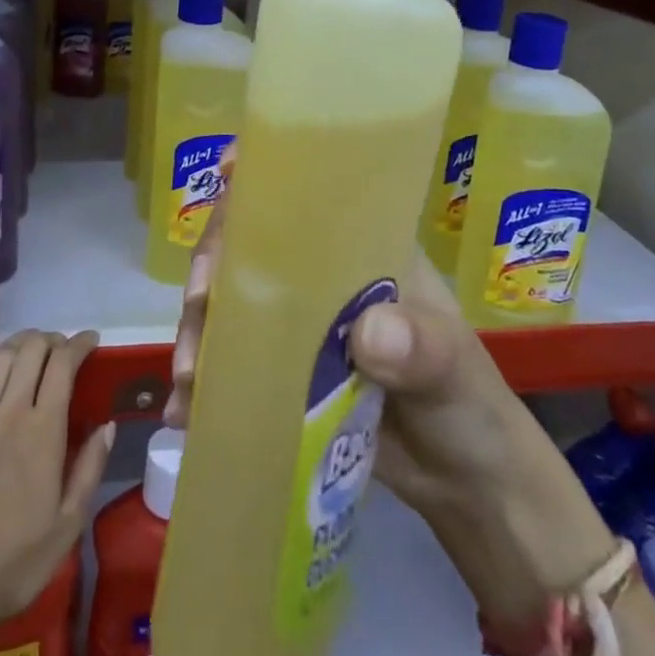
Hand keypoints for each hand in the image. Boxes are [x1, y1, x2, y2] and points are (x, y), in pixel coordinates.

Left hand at [0, 326, 114, 632]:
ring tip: (33, 344)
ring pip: (0, 357)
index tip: (91, 341)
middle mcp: (9, 412)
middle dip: (52, 339)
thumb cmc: (14, 563)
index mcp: (43, 432)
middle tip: (62, 348)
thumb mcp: (68, 525)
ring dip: (21, 341)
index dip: (79, 344)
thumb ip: (90, 469)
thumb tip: (107, 425)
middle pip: (32, 351)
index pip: (63, 366)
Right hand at [165, 148, 608, 608]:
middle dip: (213, 265)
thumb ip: (419, 346)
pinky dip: (206, 381)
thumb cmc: (468, 401)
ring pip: (231, 301)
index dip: (265, 172)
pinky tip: (187, 411)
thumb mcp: (452, 367)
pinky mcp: (282, 368)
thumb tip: (369, 332)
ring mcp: (297, 321)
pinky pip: (233, 359)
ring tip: (189, 379)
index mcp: (362, 246)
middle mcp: (321, 272)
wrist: (464, 483)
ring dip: (200, 329)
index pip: (309, 191)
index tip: (227, 172)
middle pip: (251, 243)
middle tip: (197, 307)